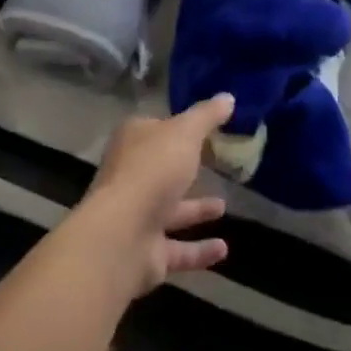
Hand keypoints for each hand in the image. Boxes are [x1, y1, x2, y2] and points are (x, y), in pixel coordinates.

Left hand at [76, 94, 234, 295]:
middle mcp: (132, 176)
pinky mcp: (146, 253)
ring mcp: (137, 216)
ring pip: (170, 210)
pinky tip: (224, 250)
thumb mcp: (186, 132)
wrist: (122, 236)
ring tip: (224, 207)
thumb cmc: (153, 170)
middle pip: (163, 169)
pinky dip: (199, 251)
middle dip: (186, 169)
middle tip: (217, 166)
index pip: (157, 128)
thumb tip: (228, 97)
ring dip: (196, 210)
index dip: (179, 127)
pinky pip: (178, 250)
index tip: (206, 129)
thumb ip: (207, 116)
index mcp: (134, 141)